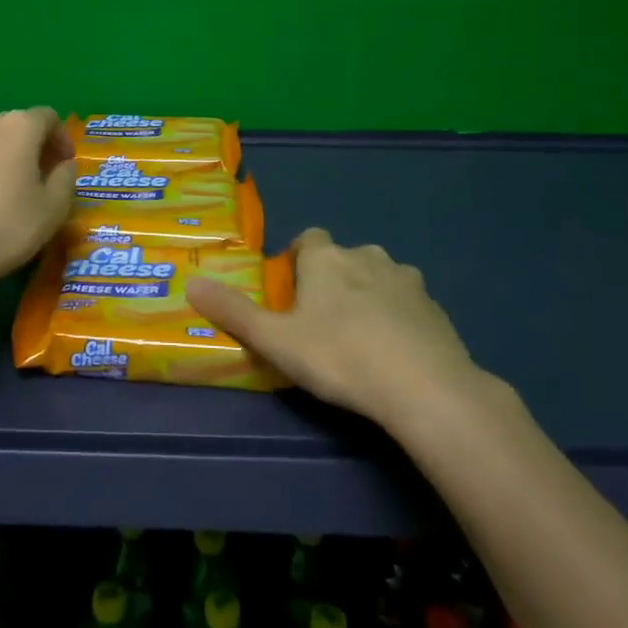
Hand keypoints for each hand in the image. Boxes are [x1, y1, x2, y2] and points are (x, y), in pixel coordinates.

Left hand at [0, 108, 75, 290]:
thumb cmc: (8, 228)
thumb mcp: (54, 208)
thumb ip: (66, 177)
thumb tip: (63, 164)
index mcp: (18, 128)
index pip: (48, 117)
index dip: (61, 138)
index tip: (64, 165)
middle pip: (15, 125)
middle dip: (31, 146)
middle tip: (39, 177)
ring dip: (0, 156)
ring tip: (4, 188)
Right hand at [187, 228, 491, 431]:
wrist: (425, 388)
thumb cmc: (339, 357)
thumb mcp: (275, 340)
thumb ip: (232, 312)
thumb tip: (190, 284)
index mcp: (327, 258)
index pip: (309, 239)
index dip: (298, 262)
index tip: (292, 295)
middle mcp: (367, 256)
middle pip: (343, 259)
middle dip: (332, 281)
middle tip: (320, 324)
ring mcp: (408, 281)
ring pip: (379, 279)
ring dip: (368, 297)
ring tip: (359, 340)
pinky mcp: (437, 309)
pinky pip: (408, 305)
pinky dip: (398, 320)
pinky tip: (394, 355)